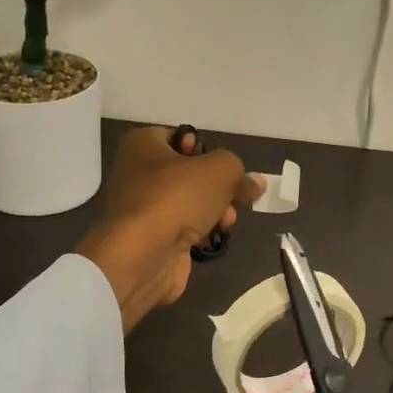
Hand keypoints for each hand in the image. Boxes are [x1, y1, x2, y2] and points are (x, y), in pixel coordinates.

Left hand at [77, 126, 261, 331]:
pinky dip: (202, 231)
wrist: (143, 255)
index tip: (223, 165)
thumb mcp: (220, 170)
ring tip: (226, 219)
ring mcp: (143, 209)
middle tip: (234, 195)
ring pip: (190, 202)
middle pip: (190, 173)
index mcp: (142, 145)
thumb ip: (240, 172)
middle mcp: (137, 173)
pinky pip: (185, 227)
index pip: (180, 137)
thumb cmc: (176, 197)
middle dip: (218, 186)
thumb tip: (255, 183)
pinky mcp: (152, 238)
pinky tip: (215, 236)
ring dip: (215, 209)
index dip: (206, 148)